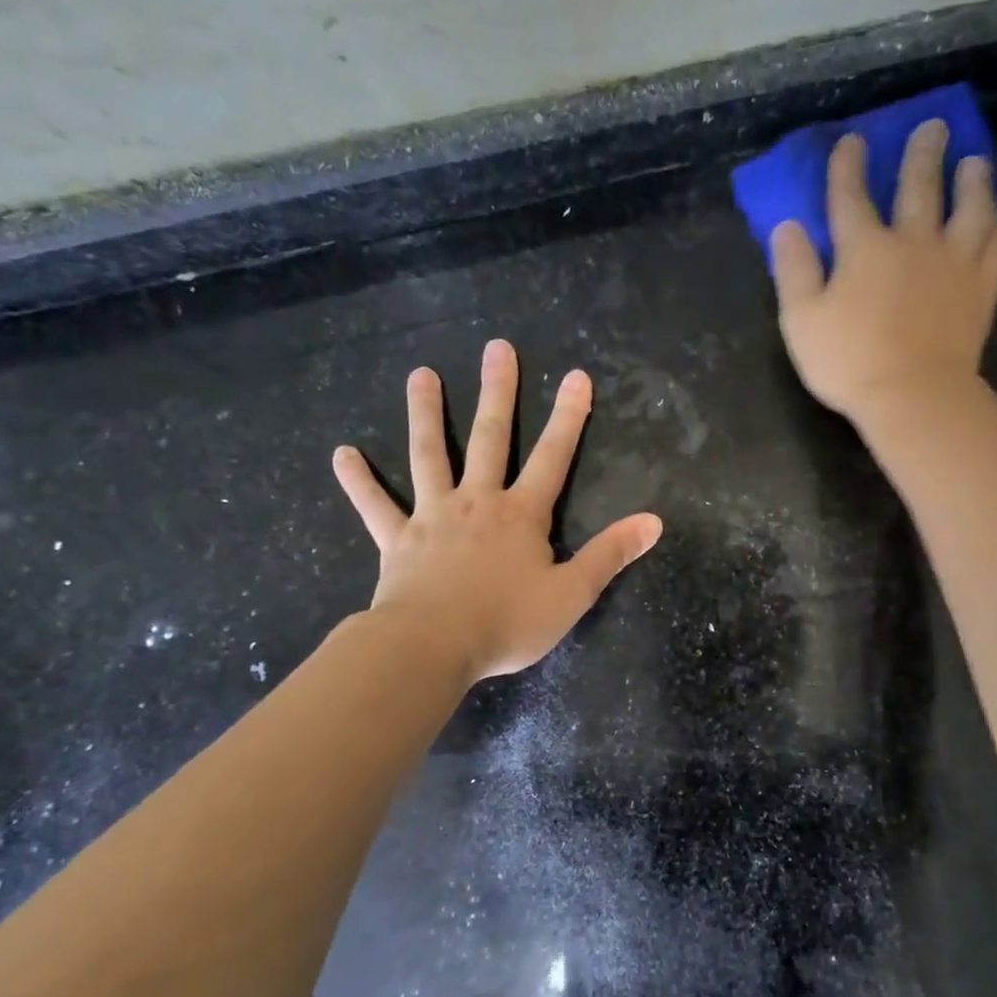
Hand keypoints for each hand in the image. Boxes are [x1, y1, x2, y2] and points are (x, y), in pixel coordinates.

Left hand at [331, 340, 661, 681]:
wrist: (431, 647)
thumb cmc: (506, 622)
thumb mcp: (572, 594)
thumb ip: (611, 554)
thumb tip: (654, 521)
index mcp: (521, 514)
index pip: (553, 457)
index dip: (568, 417)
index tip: (576, 376)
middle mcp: (477, 502)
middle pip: (490, 438)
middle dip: (498, 393)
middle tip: (497, 348)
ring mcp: (433, 517)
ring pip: (429, 456)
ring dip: (426, 415)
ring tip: (420, 375)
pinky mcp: (397, 540)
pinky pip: (375, 505)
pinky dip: (359, 480)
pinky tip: (343, 454)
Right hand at [771, 120, 996, 428]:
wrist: (914, 397)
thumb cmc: (849, 362)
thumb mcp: (801, 320)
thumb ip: (794, 270)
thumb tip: (788, 226)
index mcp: (864, 248)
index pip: (850, 196)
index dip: (848, 165)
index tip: (853, 141)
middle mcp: (912, 243)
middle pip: (919, 186)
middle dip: (923, 153)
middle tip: (934, 126)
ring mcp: (953, 264)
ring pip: (970, 209)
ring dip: (973, 180)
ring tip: (976, 161)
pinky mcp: (980, 291)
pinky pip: (996, 250)